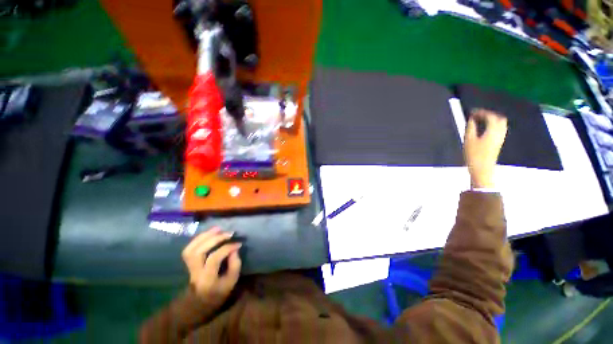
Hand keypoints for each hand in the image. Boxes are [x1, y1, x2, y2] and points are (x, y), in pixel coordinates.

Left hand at [181, 227, 241, 305]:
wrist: (201, 301)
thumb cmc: (219, 291)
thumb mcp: (232, 281)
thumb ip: (235, 265)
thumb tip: (234, 249)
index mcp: (207, 279)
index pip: (214, 259)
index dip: (227, 248)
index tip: (238, 243)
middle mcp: (195, 272)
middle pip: (198, 252)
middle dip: (214, 239)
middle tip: (228, 233)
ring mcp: (189, 268)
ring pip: (191, 249)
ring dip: (204, 236)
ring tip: (218, 229)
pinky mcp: (188, 263)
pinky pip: (189, 248)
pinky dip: (199, 238)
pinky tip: (209, 233)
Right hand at [464, 109, 507, 188]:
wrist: (482, 170)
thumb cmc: (474, 155)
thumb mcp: (468, 141)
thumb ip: (470, 128)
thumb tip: (471, 120)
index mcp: (493, 131)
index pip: (491, 116)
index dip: (482, 112)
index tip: (472, 112)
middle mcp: (500, 133)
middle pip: (500, 119)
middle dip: (490, 115)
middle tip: (479, 115)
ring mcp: (500, 139)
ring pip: (501, 125)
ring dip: (493, 120)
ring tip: (481, 121)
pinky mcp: (498, 144)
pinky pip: (499, 130)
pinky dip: (493, 127)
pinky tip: (485, 130)